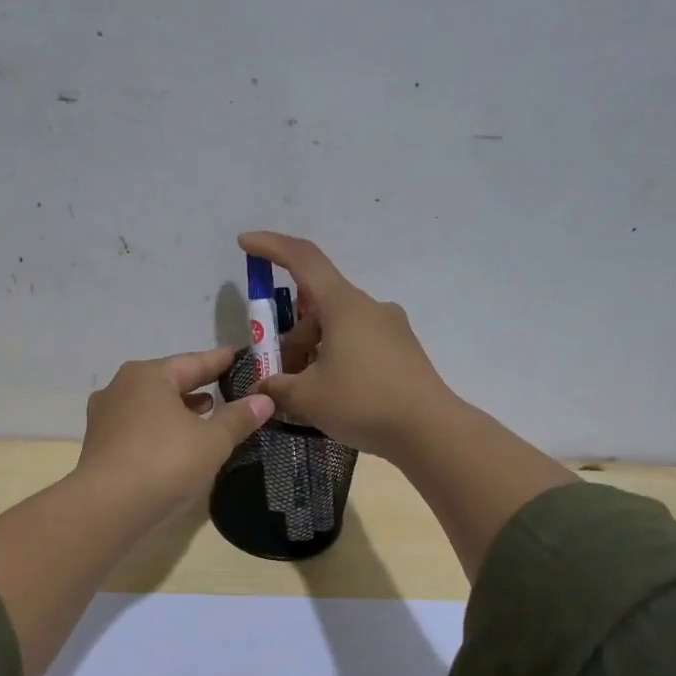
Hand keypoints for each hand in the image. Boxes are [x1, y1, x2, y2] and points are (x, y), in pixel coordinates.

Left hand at [75, 348, 275, 517]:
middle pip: (168, 381)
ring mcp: (106, 416)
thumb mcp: (212, 441)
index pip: (193, 362)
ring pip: (151, 405)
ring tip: (205, 414)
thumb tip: (264, 399)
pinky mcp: (100, 444)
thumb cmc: (164, 462)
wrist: (107, 507)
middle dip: (197, 385)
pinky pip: (138, 426)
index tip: (238, 357)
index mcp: (148, 375)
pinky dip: (160, 428)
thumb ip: (238, 418)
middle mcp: (121, 387)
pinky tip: (176, 441)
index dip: (219, 361)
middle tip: (226, 387)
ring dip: (178, 408)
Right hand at [237, 231, 453, 457]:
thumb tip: (263, 387)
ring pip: (337, 329)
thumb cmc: (363, 403)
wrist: (430, 432)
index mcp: (344, 305)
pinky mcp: (402, 351)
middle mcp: (369, 308)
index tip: (245, 243)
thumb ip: (277, 386)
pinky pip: (358, 344)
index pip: (303, 259)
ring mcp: (390, 329)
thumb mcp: (307, 397)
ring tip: (303, 395)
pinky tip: (332, 396)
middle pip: (317, 308)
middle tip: (276, 375)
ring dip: (312, 352)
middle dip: (290, 337)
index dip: (270, 247)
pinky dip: (335, 360)